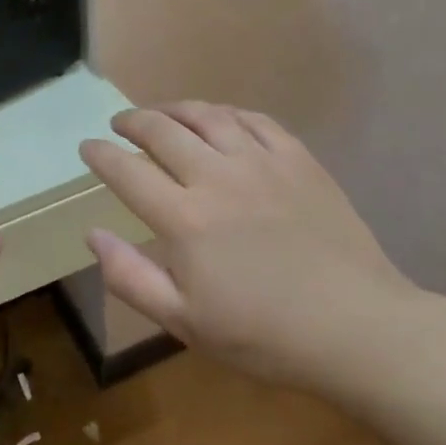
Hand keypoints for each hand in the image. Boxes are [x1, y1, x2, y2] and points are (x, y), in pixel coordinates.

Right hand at [80, 102, 423, 392]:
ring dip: (174, 109)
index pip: (127, 170)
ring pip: (207, 116)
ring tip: (161, 113)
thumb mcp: (184, 322)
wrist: (359, 329)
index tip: (87, 147)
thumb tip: (92, 234)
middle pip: (162, 130)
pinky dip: (226, 113)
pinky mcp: (299, 160)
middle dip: (132, 121)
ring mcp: (262, 163)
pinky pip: (254, 120)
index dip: (100, 154)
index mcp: (184, 219)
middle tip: (120, 124)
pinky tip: (219, 119)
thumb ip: (130, 277)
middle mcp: (217, 177)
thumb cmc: (265, 335)